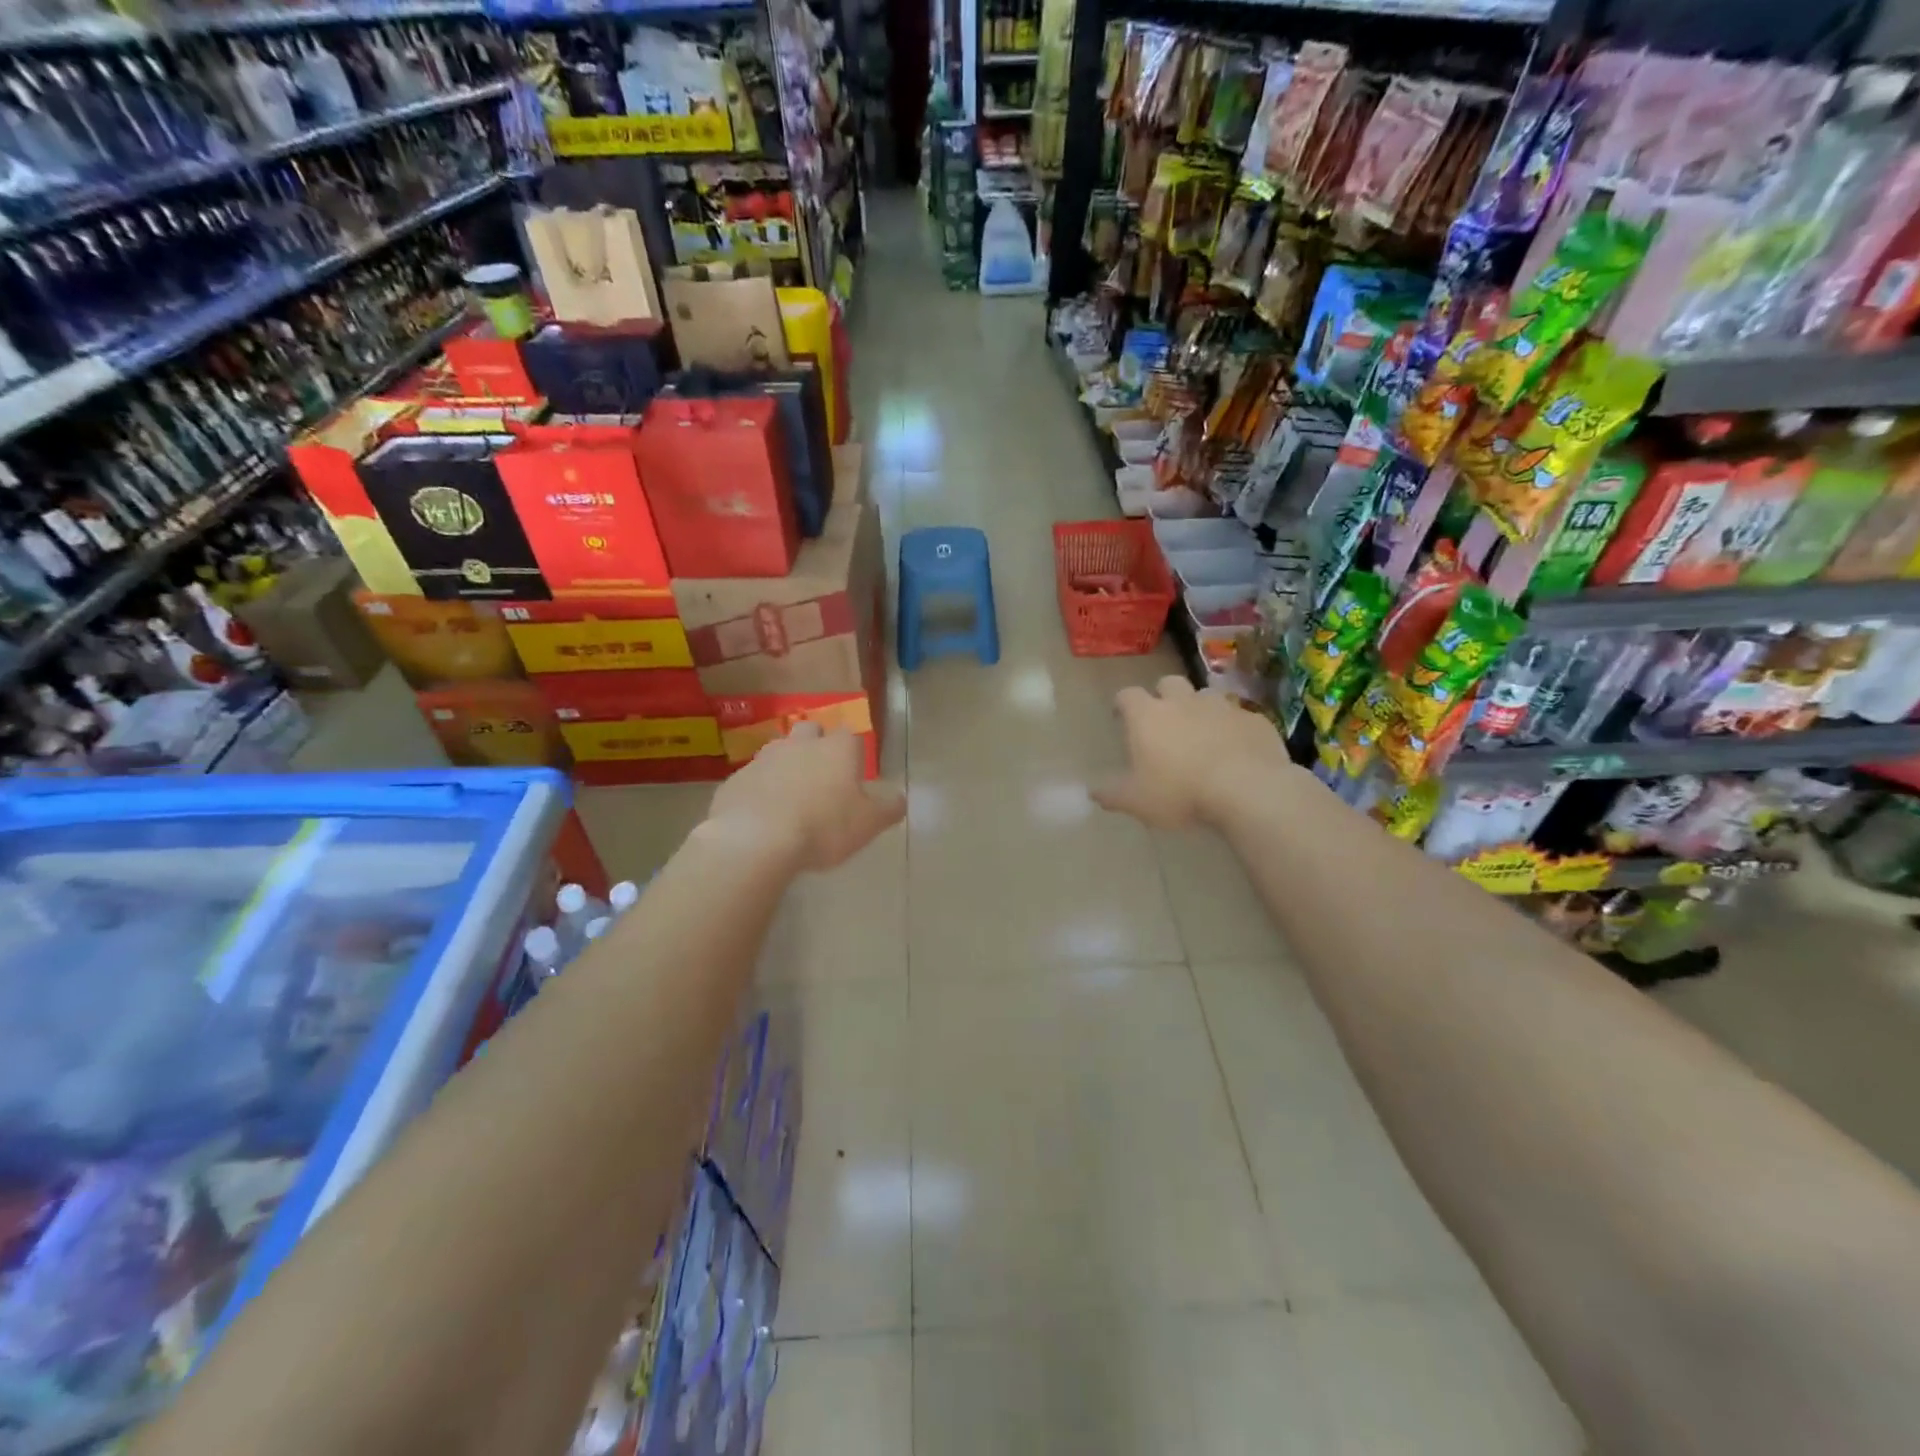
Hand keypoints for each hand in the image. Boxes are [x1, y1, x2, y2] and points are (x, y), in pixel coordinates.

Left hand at [705, 722, 904, 870]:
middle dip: (816, 745)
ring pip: (779, 751)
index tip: (854, 775)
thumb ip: (889, 807)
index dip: (853, 753)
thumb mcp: (869, 823)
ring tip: (791, 796)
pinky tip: (763, 815)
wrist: (755, 839)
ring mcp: (764, 759)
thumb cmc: (823, 827)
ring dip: (786, 766)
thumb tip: (899, 797)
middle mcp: (801, 744)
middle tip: (821, 776)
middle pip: (810, 731)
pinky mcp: (736, 780)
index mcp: (837, 749)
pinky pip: (753, 779)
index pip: (850, 737)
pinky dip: (760, 790)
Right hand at [1094, 676, 1293, 829]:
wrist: (1248, 790)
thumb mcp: (1136, 801)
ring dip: (1200, 709)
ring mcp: (1222, 706)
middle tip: (1164, 720)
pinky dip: (1232, 728)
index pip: (1127, 695)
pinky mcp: (1254, 720)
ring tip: (1202, 733)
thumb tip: (1093, 792)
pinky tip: (1235, 749)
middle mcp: (1183, 701)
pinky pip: (1239, 717)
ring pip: (1206, 696)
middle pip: (1168, 683)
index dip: (1122, 704)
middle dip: (1164, 696)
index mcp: (1148, 716)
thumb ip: (1112, 794)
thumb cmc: (1180, 792)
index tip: (1121, 717)